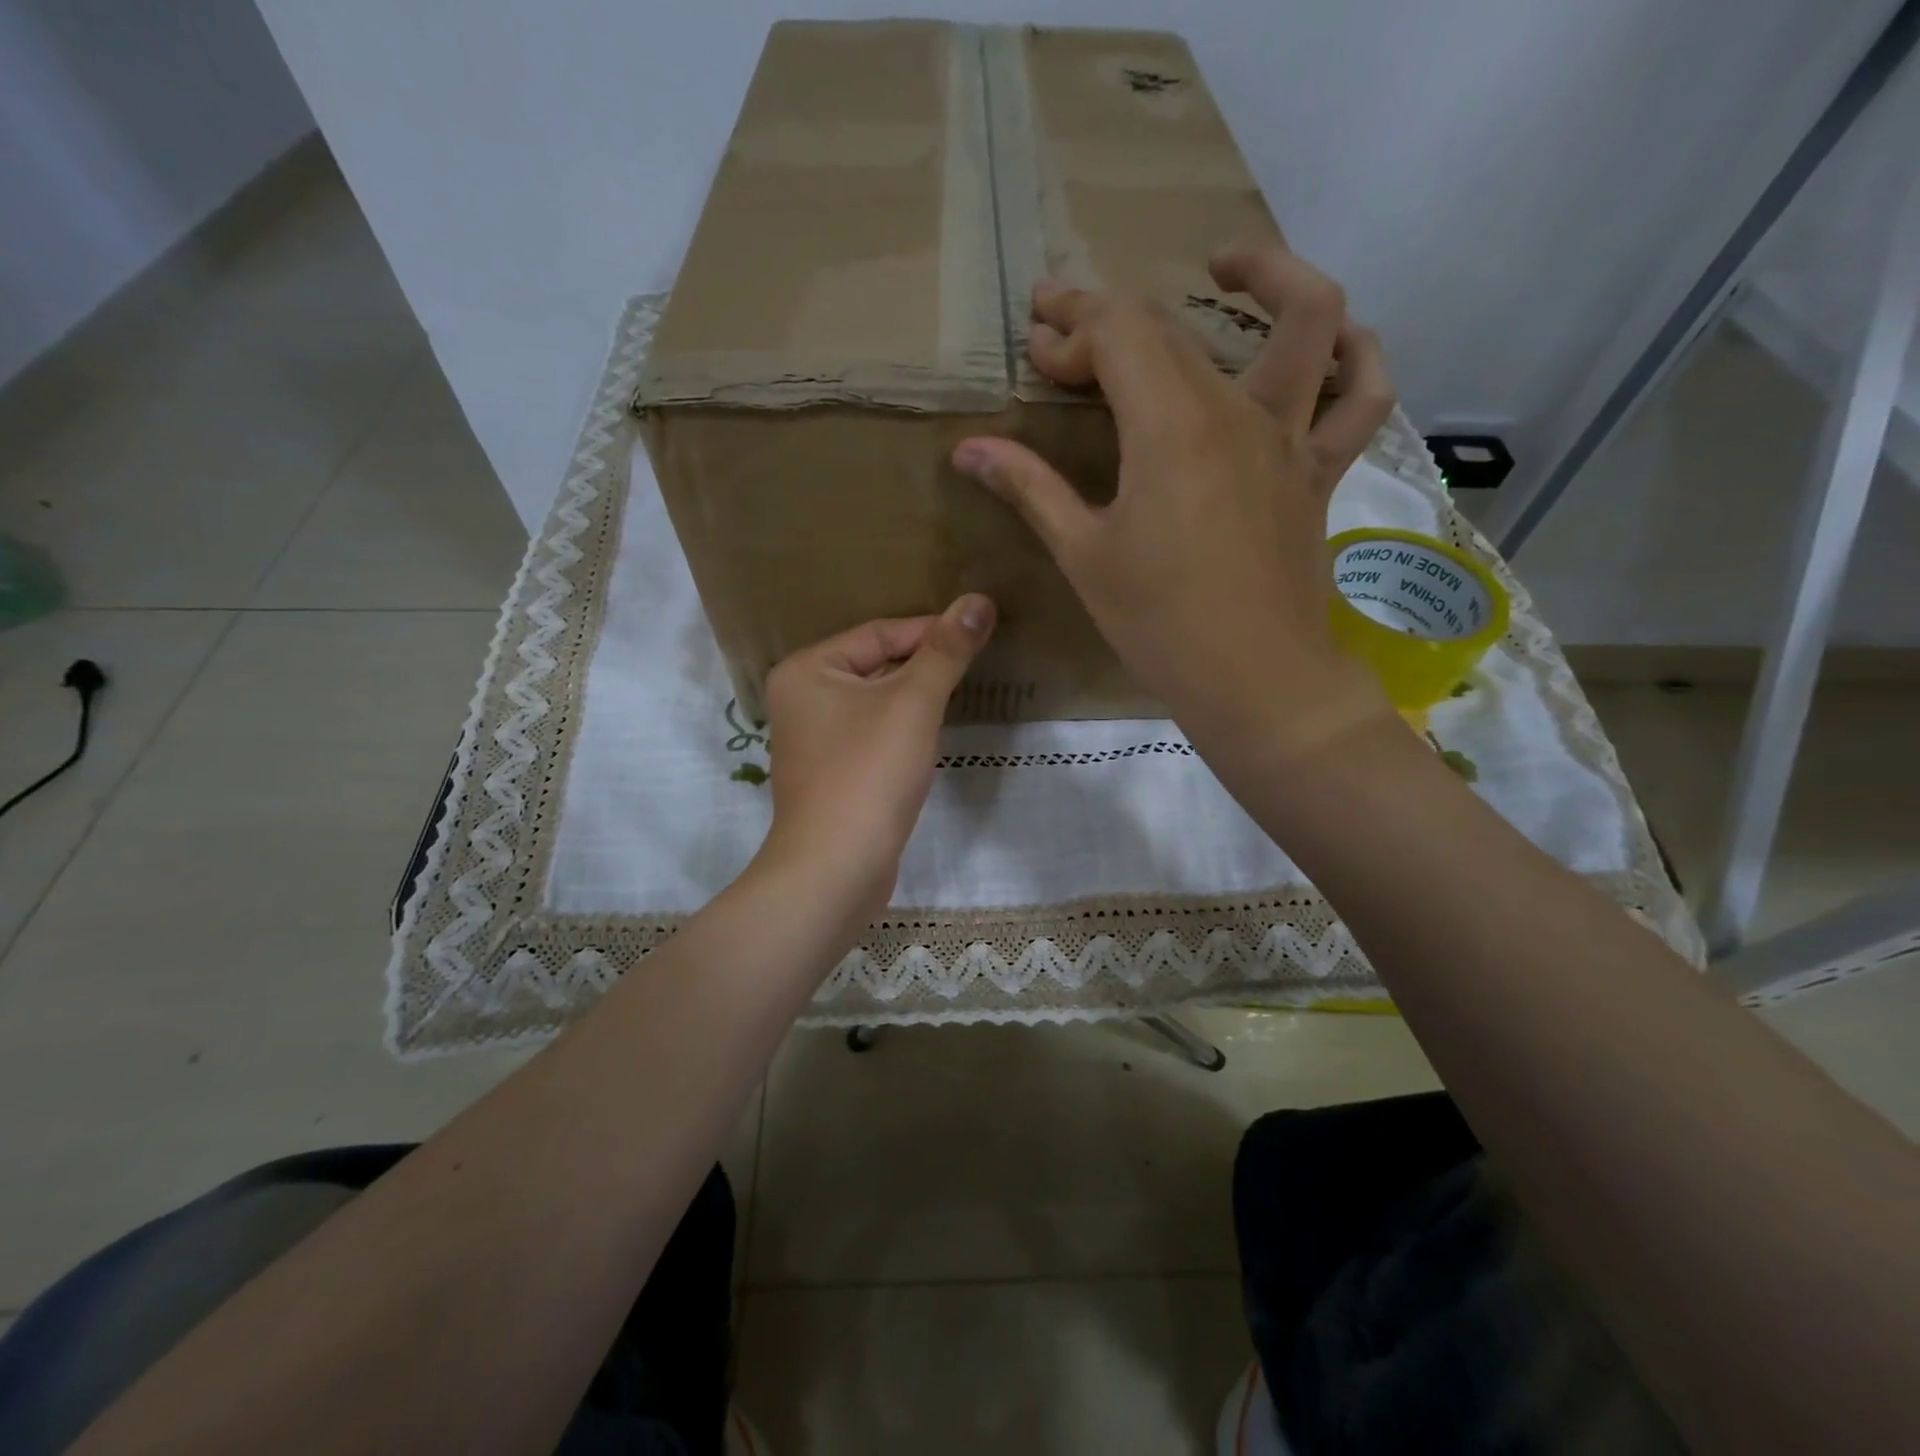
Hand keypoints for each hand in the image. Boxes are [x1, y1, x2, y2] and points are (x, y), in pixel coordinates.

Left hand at [757, 596, 995, 919]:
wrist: (836, 868)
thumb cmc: (869, 774)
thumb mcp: (913, 703)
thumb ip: (945, 651)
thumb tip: (978, 600)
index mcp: (807, 669)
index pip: (878, 633)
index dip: (931, 630)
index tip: (979, 632)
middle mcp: (801, 697)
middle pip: (875, 664)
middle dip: (924, 664)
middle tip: (974, 661)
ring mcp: (813, 738)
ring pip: (876, 701)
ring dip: (916, 696)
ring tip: (960, 691)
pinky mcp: (831, 771)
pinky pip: (872, 732)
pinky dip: (902, 728)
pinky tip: (929, 734)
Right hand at [950, 241, 1396, 771]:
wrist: (1253, 681)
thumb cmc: (1158, 623)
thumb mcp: (1084, 555)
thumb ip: (1031, 488)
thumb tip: (969, 449)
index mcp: (1170, 427)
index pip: (1117, 335)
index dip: (1071, 329)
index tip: (1036, 349)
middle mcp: (1237, 410)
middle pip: (1174, 329)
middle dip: (1108, 318)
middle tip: (1064, 338)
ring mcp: (1290, 436)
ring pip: (1307, 320)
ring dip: (1270, 275)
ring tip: (1225, 267)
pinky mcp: (1319, 471)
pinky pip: (1362, 396)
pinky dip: (1359, 354)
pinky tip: (1333, 340)